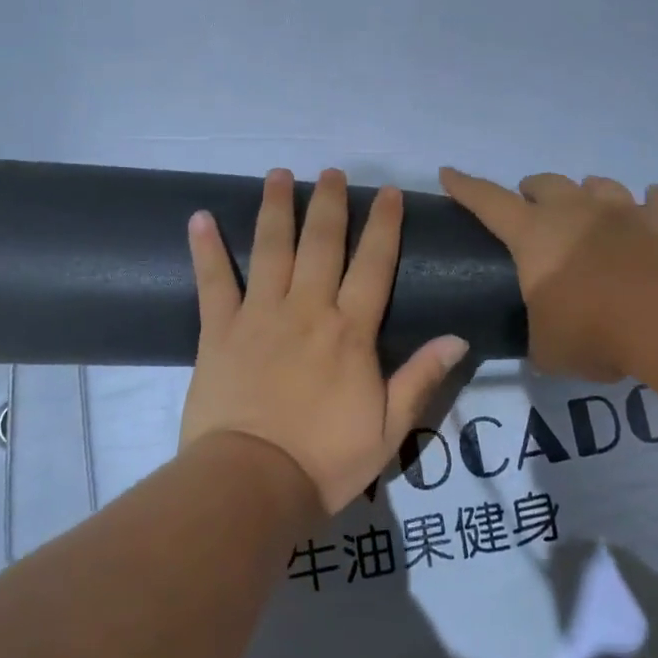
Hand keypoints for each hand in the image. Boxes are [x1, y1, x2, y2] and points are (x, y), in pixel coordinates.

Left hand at [178, 168, 470, 514]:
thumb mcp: (388, 429)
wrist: (250, 485)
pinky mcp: (218, 331)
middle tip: (330, 171)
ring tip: (277, 174)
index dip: (383, 225)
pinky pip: (213, 282)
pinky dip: (205, 249)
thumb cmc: (325, 461)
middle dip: (328, 203)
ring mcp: (259, 316)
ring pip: (270, 249)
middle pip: (321, 243)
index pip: (373, 265)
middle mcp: (307, 309)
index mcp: (350, 331)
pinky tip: (198, 217)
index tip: (387, 191)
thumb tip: (459, 337)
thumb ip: (421, 378)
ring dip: (275, 209)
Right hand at [440, 168, 657, 380]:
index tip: (448, 173)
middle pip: (546, 183)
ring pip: (598, 184)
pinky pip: (654, 201)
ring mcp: (621, 211)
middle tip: (530, 206)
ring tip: (586, 206)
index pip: (488, 201)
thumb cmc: (595, 331)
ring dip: (587, 192)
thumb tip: (543, 340)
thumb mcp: (549, 348)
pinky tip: (650, 203)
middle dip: (532, 190)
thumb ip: (539, 336)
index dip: (465, 187)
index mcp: (534, 234)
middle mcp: (574, 211)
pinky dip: (648, 203)